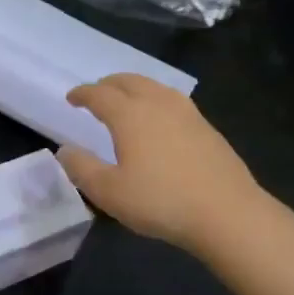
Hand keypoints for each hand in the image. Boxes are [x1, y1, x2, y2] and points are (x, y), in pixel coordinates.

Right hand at [57, 74, 264, 252]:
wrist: (228, 214)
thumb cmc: (161, 201)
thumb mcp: (109, 192)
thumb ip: (82, 168)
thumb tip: (65, 150)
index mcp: (129, 114)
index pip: (99, 94)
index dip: (82, 93)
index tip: (71, 98)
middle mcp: (157, 103)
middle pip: (128, 81)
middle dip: (108, 84)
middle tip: (96, 94)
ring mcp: (186, 113)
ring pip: (153, 86)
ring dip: (134, 87)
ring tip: (126, 101)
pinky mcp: (206, 127)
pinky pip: (172, 100)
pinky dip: (156, 100)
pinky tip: (159, 120)